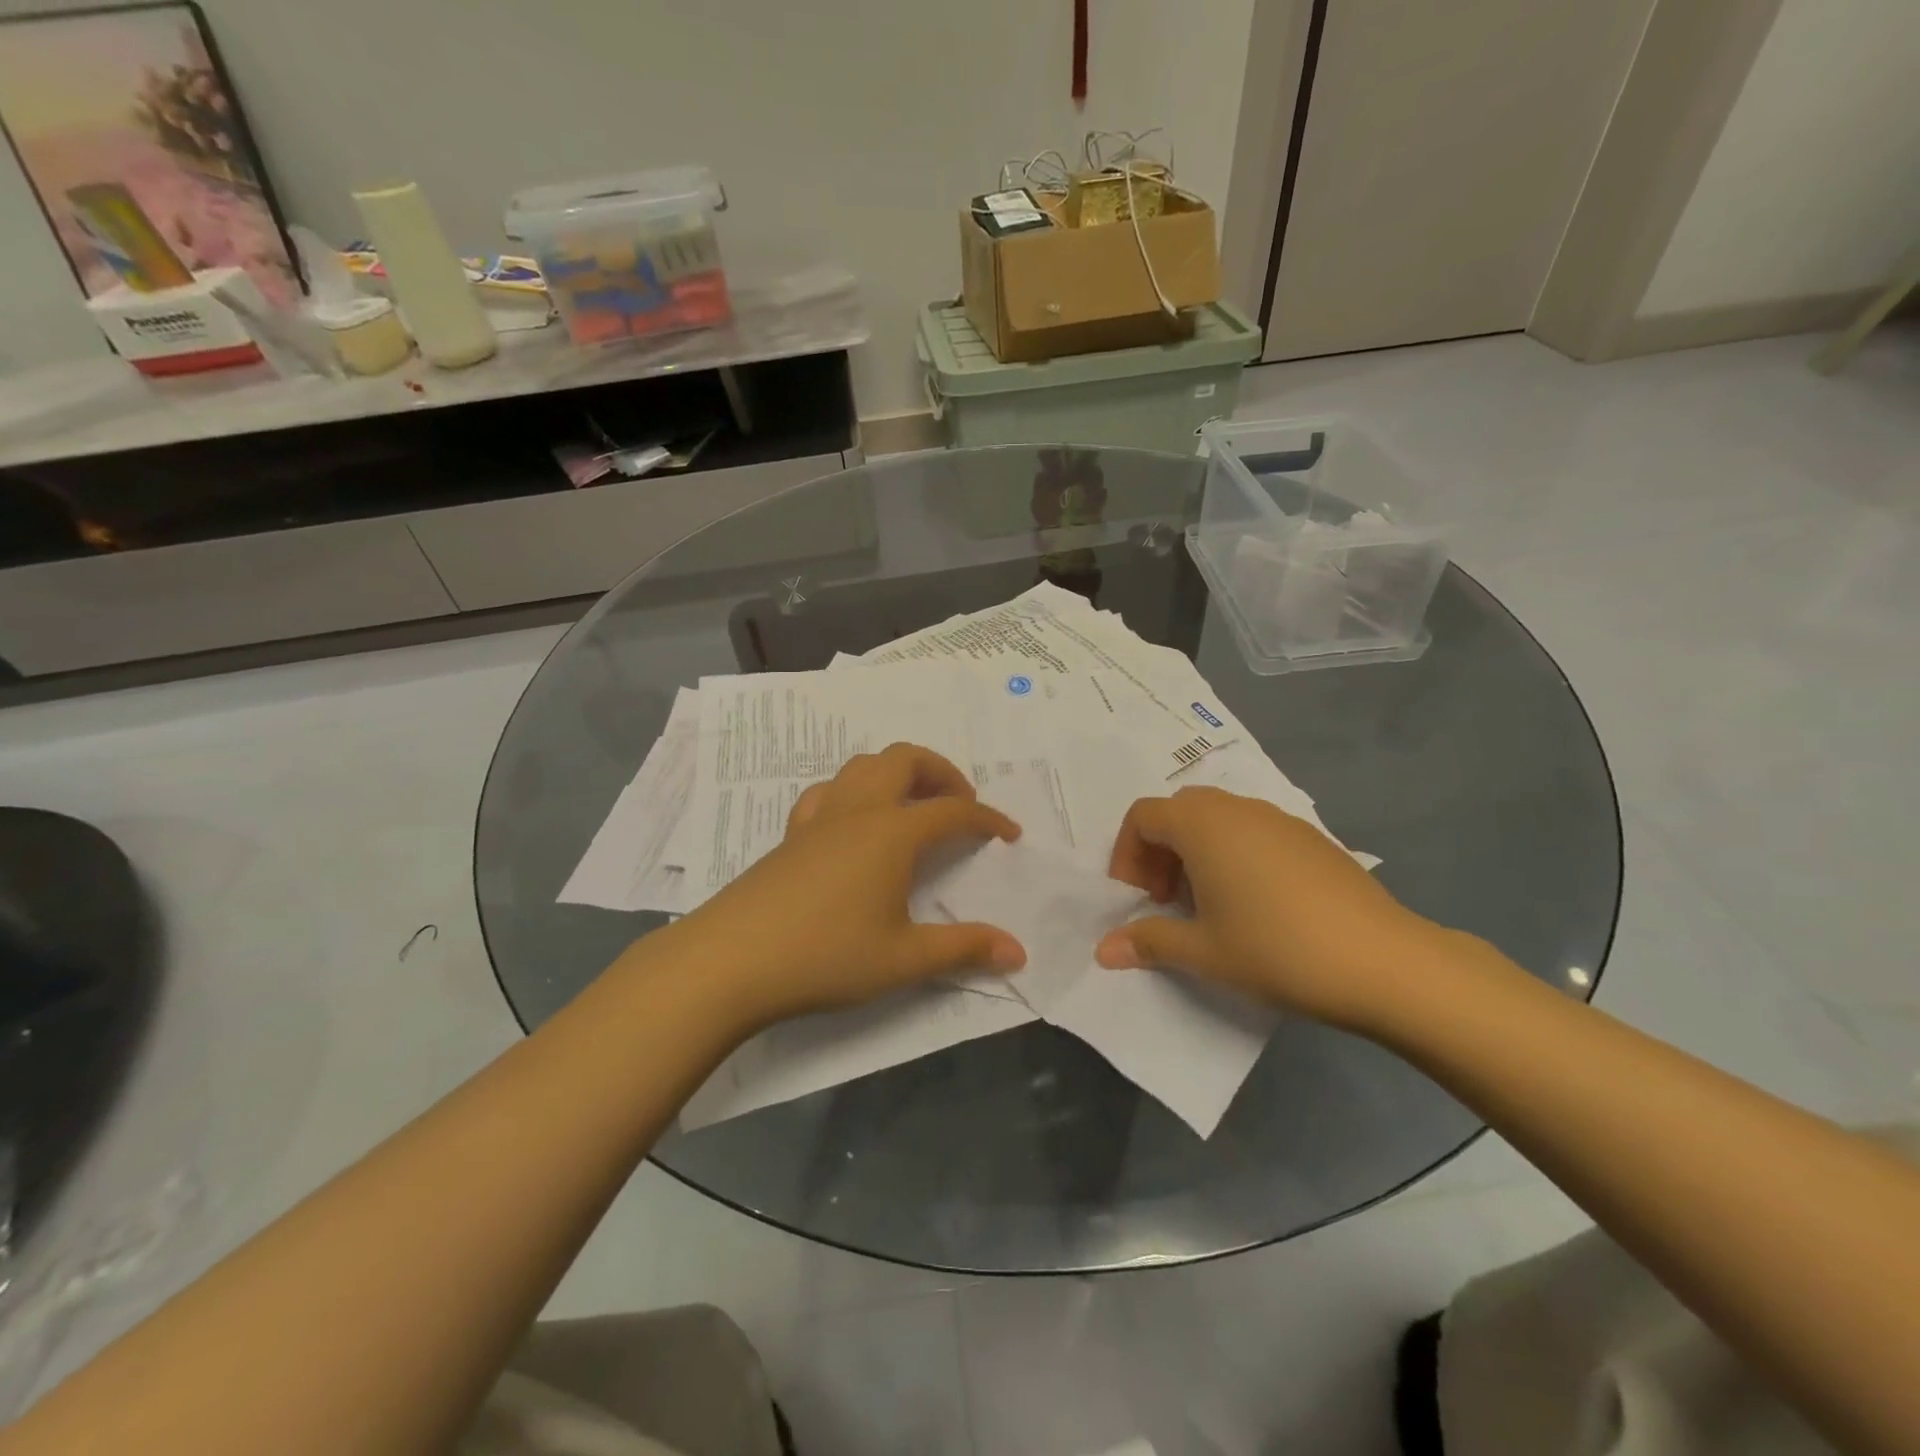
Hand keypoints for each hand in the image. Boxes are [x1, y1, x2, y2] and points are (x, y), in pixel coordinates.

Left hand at [658, 743, 1025, 1029]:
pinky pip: (828, 792)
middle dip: (941, 771)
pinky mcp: (790, 835)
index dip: (987, 819)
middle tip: (960, 802)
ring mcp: (819, 819)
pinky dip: (854, 792)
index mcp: (892, 833)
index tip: (1009, 835)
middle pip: (904, 760)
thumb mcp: (903, 959)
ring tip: (912, 806)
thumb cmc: (826, 955)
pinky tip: (854, 823)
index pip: (952, 811)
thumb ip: (963, 949)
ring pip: (863, 766)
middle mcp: (858, 811)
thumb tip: (1018, 951)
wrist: (731, 960)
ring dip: (897, 773)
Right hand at [1094, 786, 1447, 1029]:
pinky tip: (1256, 904)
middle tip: (1167, 899)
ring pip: (1218, 818)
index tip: (1137, 899)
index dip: (1127, 854)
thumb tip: (1103, 950)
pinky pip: (1254, 831)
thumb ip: (1149, 942)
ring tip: (1209, 905)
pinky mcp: (1311, 837)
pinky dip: (1234, 854)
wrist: (1385, 963)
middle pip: (1178, 811)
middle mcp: (1237, 808)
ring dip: (1197, 851)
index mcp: (1202, 825)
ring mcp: (1279, 819)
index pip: (1142, 816)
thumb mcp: (1204, 952)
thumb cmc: (1277, 950)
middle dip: (1160, 850)